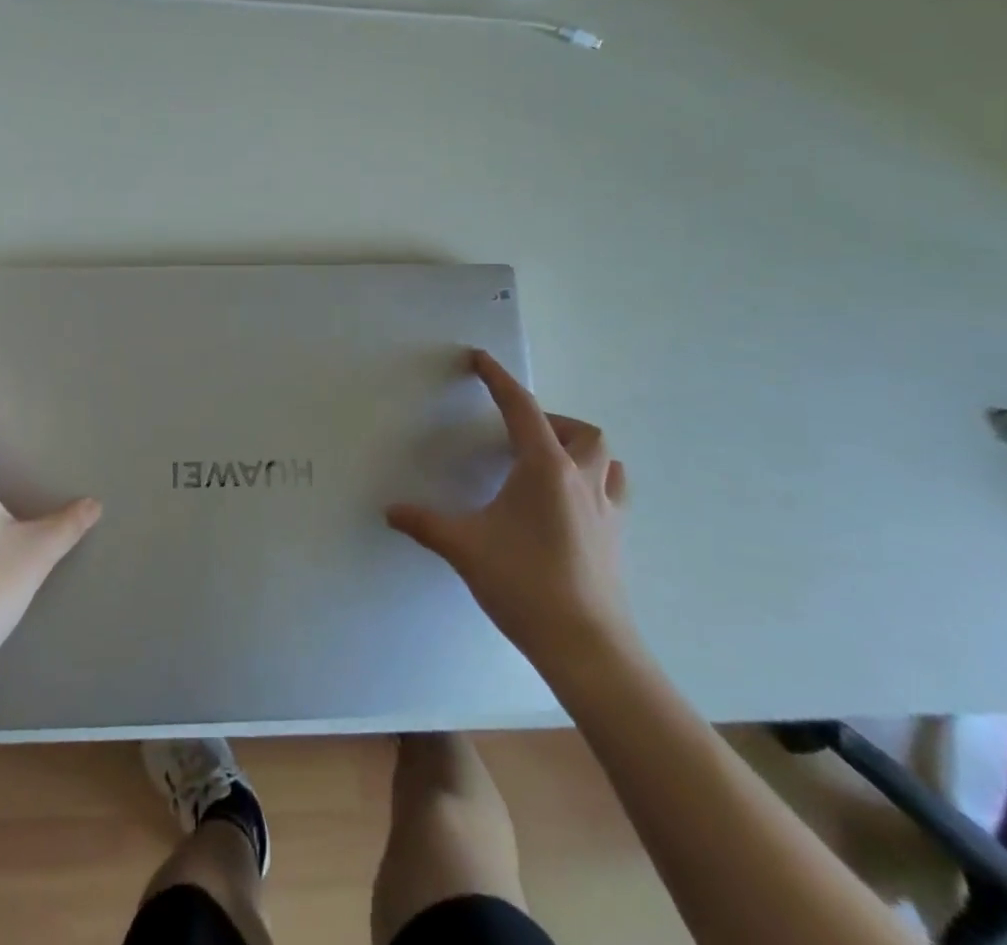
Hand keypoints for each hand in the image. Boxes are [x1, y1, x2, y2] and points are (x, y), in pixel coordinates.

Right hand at [387, 349, 631, 674]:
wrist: (587, 646)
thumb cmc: (525, 584)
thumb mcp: (465, 547)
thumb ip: (425, 523)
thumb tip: (390, 510)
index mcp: (545, 468)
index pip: (521, 408)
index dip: (498, 379)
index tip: (480, 358)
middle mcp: (581, 478)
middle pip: (580, 430)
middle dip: (551, 421)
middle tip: (519, 437)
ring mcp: (606, 509)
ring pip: (605, 459)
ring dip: (579, 449)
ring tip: (548, 464)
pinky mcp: (616, 537)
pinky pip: (613, 491)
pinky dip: (594, 481)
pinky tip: (570, 504)